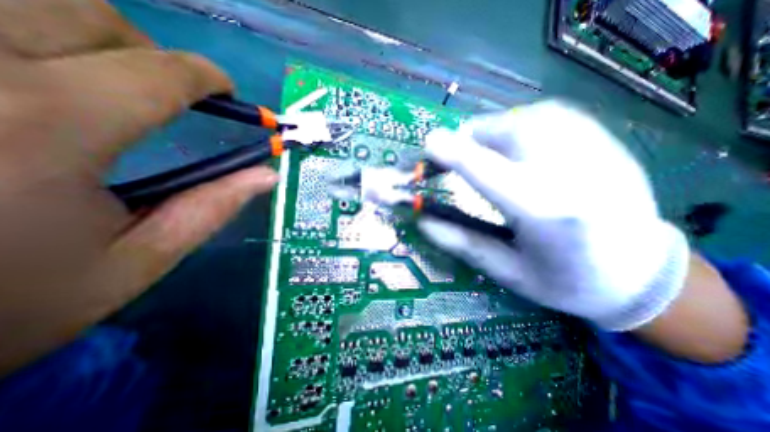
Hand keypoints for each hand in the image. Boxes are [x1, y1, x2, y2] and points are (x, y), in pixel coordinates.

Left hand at [0, 1, 280, 374]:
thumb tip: (268, 178)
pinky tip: (56, 74)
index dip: (212, 82)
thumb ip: (211, 210)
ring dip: (86, 27)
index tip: (234, 98)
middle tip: (170, 86)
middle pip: (88, 11)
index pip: (165, 73)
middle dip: (145, 45)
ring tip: (112, 73)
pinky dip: (38, 38)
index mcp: (52, 128)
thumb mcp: (135, 265)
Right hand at [420, 100, 691, 330]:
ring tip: (483, 151)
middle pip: (511, 131)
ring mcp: (597, 153)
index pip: (489, 172)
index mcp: (546, 215)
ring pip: (531, 117)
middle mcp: (574, 175)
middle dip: (474, 138)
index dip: (456, 154)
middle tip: (457, 156)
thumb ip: (462, 243)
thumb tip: (423, 221)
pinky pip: (553, 116)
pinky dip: (521, 123)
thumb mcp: (507, 271)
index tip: (430, 142)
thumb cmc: (568, 282)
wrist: (642, 275)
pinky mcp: (606, 143)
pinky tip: (515, 144)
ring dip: (495, 129)